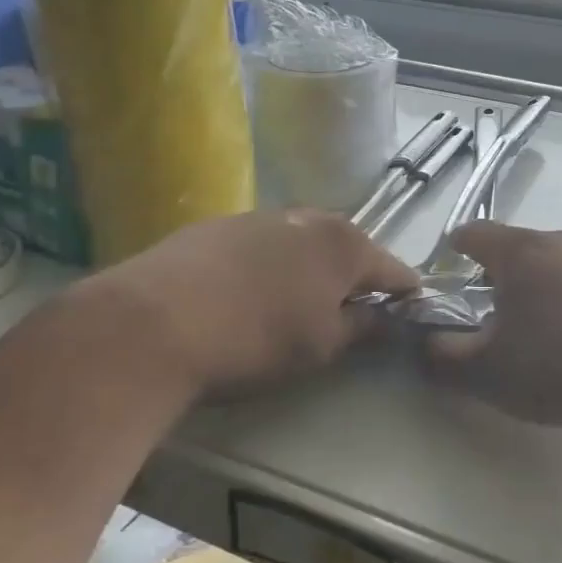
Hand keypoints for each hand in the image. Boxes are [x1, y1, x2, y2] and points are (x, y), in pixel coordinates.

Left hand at [65, 209, 416, 394]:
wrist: (153, 322)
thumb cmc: (255, 338)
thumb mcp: (320, 346)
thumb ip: (360, 328)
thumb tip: (382, 317)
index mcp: (344, 244)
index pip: (393, 268)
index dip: (404, 293)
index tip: (407, 313)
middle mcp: (308, 218)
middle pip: (348, 247)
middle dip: (355, 275)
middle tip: (349, 310)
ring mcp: (261, 215)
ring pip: (304, 241)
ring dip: (311, 266)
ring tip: (297, 301)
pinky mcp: (220, 224)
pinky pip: (264, 242)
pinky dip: (271, 263)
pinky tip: (249, 291)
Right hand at [424, 220, 561, 429]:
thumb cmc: (560, 360)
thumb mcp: (488, 371)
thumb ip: (443, 359)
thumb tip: (422, 345)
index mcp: (519, 250)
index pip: (474, 233)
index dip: (452, 252)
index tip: (444, 278)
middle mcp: (558, 243)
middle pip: (513, 249)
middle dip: (492, 279)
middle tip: (481, 319)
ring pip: (549, 268)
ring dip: (531, 293)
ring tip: (527, 337)